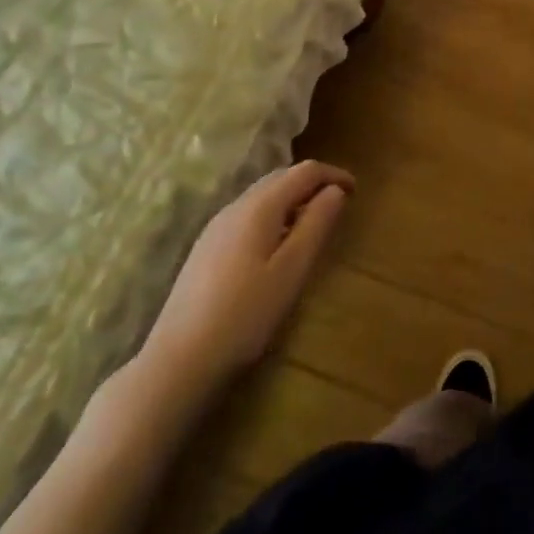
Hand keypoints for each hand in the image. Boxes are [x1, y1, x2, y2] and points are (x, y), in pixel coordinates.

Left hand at [133, 161, 353, 418]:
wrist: (177, 362)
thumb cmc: (245, 315)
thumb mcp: (292, 270)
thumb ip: (316, 224)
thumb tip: (336, 191)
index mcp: (259, 206)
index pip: (304, 171)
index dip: (333, 175)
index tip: (356, 191)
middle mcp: (236, 206)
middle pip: (281, 177)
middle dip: (312, 184)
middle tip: (338, 205)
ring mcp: (216, 227)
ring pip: (262, 196)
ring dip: (292, 199)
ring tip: (312, 225)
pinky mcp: (205, 249)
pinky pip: (248, 215)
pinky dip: (273, 215)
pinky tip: (277, 246)